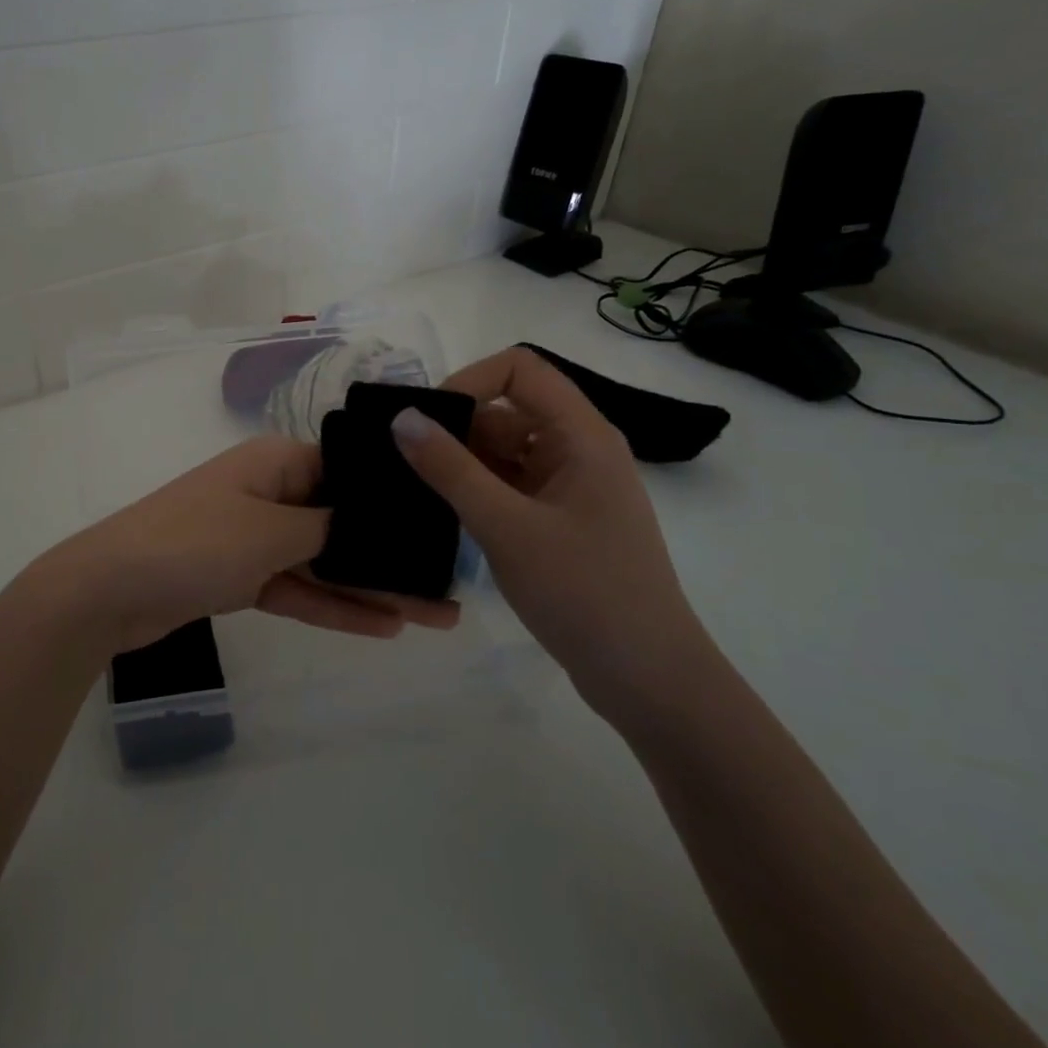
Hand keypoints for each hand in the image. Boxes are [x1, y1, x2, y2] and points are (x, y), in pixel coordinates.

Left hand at [33, 435, 458, 654]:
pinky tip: (383, 627)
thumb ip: (329, 529)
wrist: (108, 591)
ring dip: (370, 587)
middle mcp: (268, 492)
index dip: (395, 499)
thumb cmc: (194, 544)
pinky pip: (296, 587)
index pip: (349, 472)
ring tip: (433, 615)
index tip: (444, 526)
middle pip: (341, 521)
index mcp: (276, 462)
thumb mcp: (271, 532)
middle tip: (449, 585)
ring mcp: (253, 536)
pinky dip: (332, 606)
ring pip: (323, 560)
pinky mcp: (239, 576)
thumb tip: (372, 522)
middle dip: (391, 554)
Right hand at [389, 347, 715, 719]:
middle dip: (455, 427)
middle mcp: (578, 450)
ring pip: (504, 451)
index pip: (521, 369)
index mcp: (582, 435)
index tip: (427, 421)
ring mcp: (569, 488)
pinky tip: (441, 512)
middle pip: (508, 410)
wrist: (646, 678)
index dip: (469, 380)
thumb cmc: (583, 592)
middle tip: (405, 460)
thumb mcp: (506, 527)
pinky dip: (475, 491)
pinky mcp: (558, 521)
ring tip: (414, 488)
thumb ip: (450, 469)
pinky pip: (508, 486)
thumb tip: (401, 418)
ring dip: (461, 462)